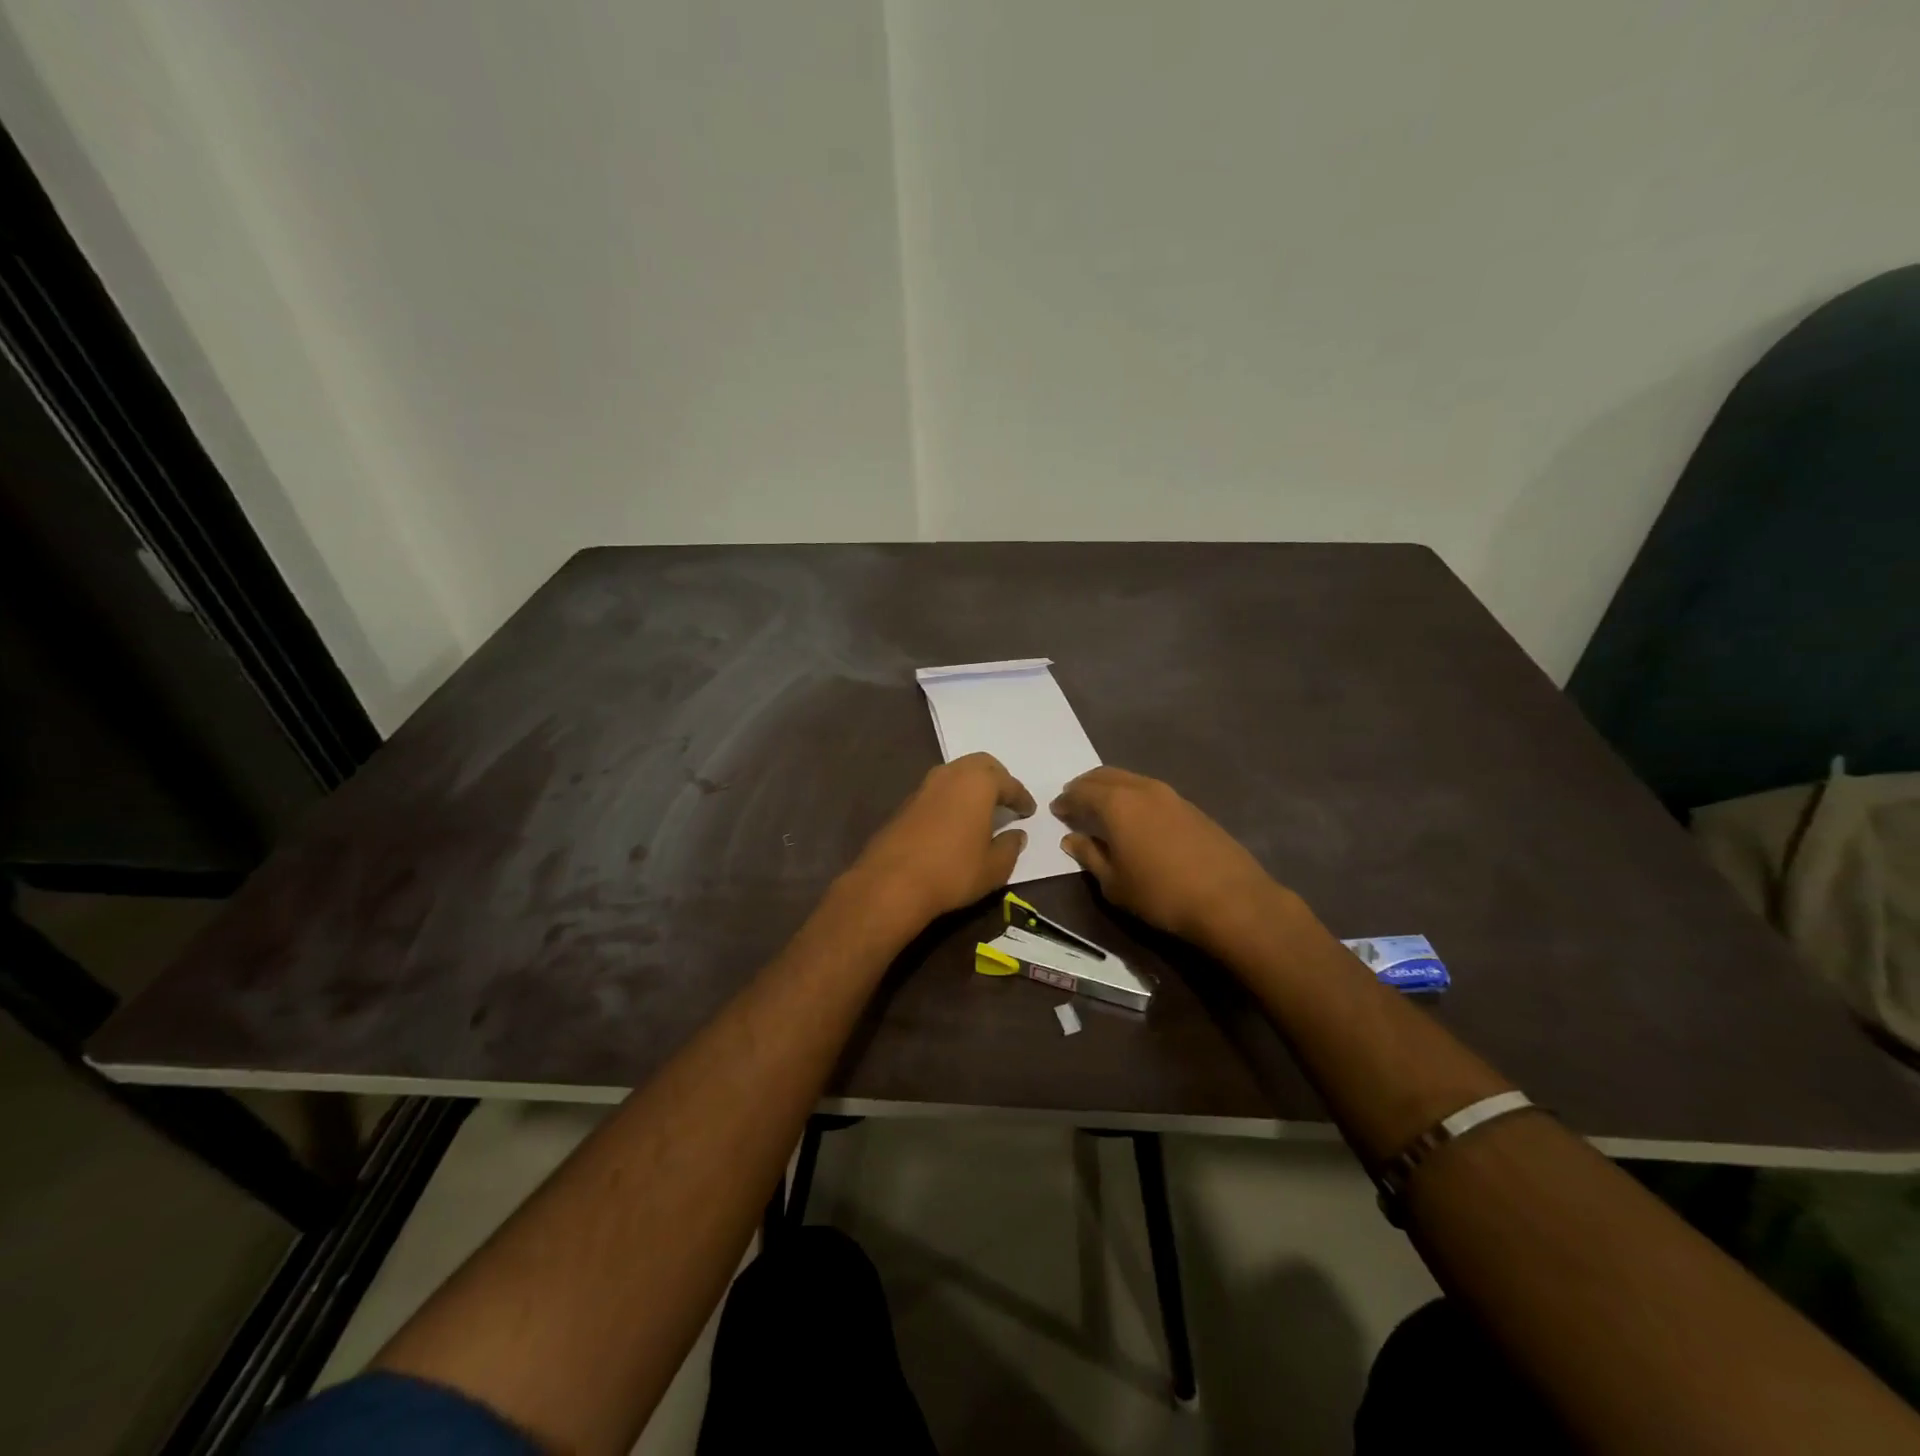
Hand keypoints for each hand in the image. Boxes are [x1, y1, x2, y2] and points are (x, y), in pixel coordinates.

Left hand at [846, 753, 1034, 931]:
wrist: (892, 883)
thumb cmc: (953, 872)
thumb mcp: (994, 867)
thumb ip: (1010, 847)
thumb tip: (1017, 835)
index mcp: (978, 782)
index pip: (1009, 783)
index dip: (1022, 798)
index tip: (1029, 811)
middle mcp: (951, 774)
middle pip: (980, 765)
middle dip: (997, 779)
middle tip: (1007, 799)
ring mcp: (925, 786)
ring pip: (956, 773)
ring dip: (972, 785)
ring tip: (983, 808)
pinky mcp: (906, 802)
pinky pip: (939, 790)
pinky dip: (953, 797)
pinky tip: (956, 819)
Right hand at [1053, 766, 1288, 951]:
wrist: (1230, 899)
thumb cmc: (1161, 894)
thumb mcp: (1114, 883)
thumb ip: (1090, 856)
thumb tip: (1072, 839)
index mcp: (1116, 804)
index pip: (1080, 792)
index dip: (1065, 801)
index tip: (1056, 810)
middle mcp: (1141, 789)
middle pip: (1105, 776)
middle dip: (1085, 786)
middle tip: (1074, 801)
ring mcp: (1170, 794)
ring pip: (1130, 780)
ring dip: (1110, 789)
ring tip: (1101, 808)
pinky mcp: (1190, 806)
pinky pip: (1150, 791)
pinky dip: (1132, 797)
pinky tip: (1134, 818)